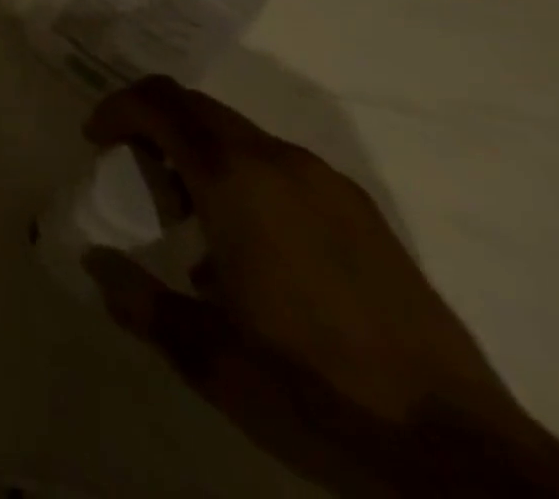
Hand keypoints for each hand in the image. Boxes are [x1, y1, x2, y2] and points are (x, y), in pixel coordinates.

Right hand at [81, 77, 547, 496]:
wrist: (463, 456)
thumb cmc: (313, 387)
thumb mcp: (206, 354)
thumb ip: (138, 298)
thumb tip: (94, 262)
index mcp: (235, 178)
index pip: (159, 103)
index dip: (116, 109)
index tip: (95, 142)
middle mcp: (280, 163)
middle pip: (196, 107)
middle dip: (152, 125)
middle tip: (133, 173)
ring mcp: (330, 187)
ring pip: (240, 135)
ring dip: (198, 152)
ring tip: (189, 216)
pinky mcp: (365, 217)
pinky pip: (280, 167)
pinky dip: (242, 176)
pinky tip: (250, 248)